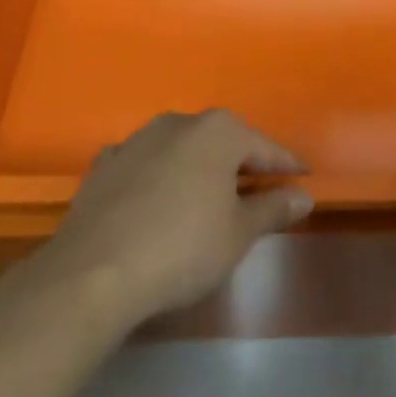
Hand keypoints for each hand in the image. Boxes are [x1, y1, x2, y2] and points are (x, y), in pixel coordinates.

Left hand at [41, 111, 312, 329]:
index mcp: (219, 131)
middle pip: (222, 142)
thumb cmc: (182, 247)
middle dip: (240, 163)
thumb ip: (273, 208)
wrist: (92, 274)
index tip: (303, 177)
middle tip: (258, 189)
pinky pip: (143, 165)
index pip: (265, 147)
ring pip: (180, 149)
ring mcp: (137, 140)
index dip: (286, 165)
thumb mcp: (239, 234)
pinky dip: (156, 177)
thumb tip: (303, 196)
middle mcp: (179, 122)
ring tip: (207, 197)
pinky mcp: (103, 166)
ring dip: (197, 168)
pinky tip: (156, 199)